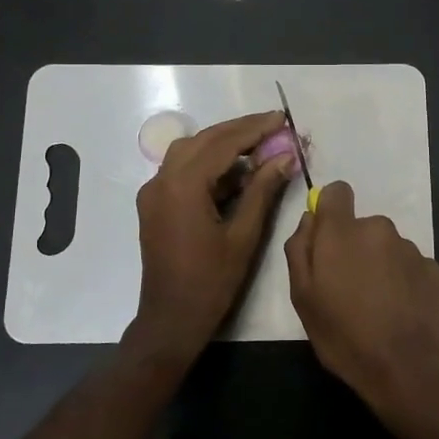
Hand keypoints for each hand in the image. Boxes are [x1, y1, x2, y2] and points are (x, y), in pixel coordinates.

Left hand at [133, 109, 296, 351]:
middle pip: (203, 140)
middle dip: (239, 131)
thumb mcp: (244, 236)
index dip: (253, 129)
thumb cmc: (211, 282)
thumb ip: (262, 191)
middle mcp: (162, 180)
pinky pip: (181, 171)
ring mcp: (154, 192)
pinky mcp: (154, 204)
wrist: (170, 320)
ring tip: (259, 144)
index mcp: (183, 185)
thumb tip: (284, 157)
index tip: (280, 118)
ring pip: (190, 152)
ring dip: (222, 144)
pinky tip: (235, 171)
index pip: (222, 143)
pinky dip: (208, 164)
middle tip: (273, 126)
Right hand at [285, 180, 438, 416]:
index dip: (329, 210)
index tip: (327, 239)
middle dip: (353, 247)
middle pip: (360, 226)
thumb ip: (300, 249)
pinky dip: (400, 279)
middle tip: (347, 287)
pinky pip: (407, 264)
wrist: (404, 366)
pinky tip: (398, 310)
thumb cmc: (343, 333)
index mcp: (342, 231)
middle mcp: (378, 228)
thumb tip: (309, 220)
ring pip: (385, 246)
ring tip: (375, 304)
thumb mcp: (302, 296)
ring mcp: (409, 247)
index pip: (337, 192)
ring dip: (378, 264)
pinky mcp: (432, 268)